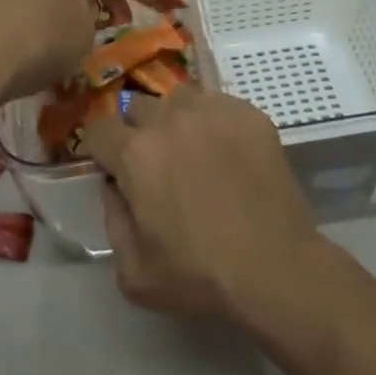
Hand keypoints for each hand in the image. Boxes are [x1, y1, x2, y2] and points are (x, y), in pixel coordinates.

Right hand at [82, 88, 319, 320]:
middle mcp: (169, 119)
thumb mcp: (134, 271)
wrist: (277, 268)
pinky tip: (229, 153)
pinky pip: (219, 104)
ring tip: (194, 151)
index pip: (98, 129)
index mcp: (136, 154)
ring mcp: (212, 110)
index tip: (113, 166)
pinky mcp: (248, 114)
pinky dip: (215, 123)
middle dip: (139, 131)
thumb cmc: (200, 275)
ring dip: (176, 120)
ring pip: (179, 99)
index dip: (101, 149)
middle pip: (138, 107)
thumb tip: (114, 187)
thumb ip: (112, 220)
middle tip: (158, 163)